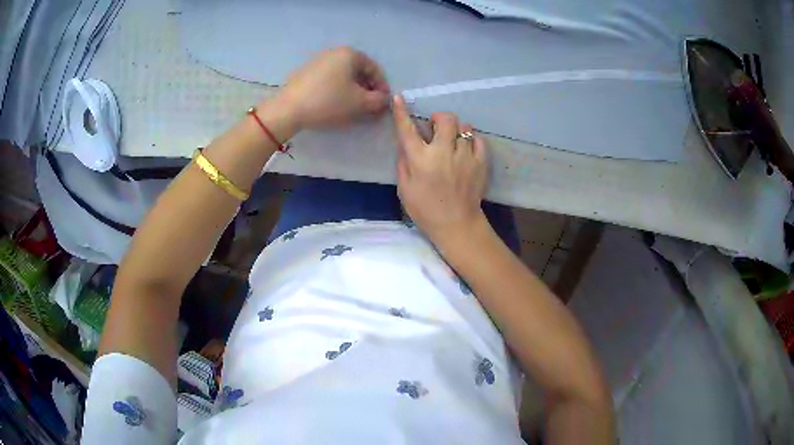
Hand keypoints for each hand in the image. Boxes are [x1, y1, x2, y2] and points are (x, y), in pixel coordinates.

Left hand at [272, 47, 390, 130]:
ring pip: (343, 76)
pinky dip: (337, 90)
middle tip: (370, 106)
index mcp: (349, 54)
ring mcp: (317, 61)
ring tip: (354, 108)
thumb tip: (383, 99)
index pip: (374, 69)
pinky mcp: (305, 73)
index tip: (384, 103)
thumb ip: (378, 100)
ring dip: (353, 90)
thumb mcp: (360, 103)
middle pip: (358, 71)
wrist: (288, 110)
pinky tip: (335, 105)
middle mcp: (334, 53)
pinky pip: (329, 79)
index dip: (382, 87)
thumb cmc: (328, 102)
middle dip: (367, 89)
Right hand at [393, 95, 489, 244]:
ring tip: (454, 143)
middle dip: (439, 118)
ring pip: (464, 127)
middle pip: (445, 119)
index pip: (407, 129)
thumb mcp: (405, 188)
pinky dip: (472, 140)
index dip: (401, 112)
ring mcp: (465, 156)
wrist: (457, 224)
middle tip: (436, 129)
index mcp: (420, 159)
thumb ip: (404, 163)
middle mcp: (443, 152)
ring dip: (456, 130)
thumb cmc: (425, 209)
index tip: (399, 98)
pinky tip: (466, 150)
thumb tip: (407, 145)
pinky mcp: (481, 162)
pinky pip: (479, 139)